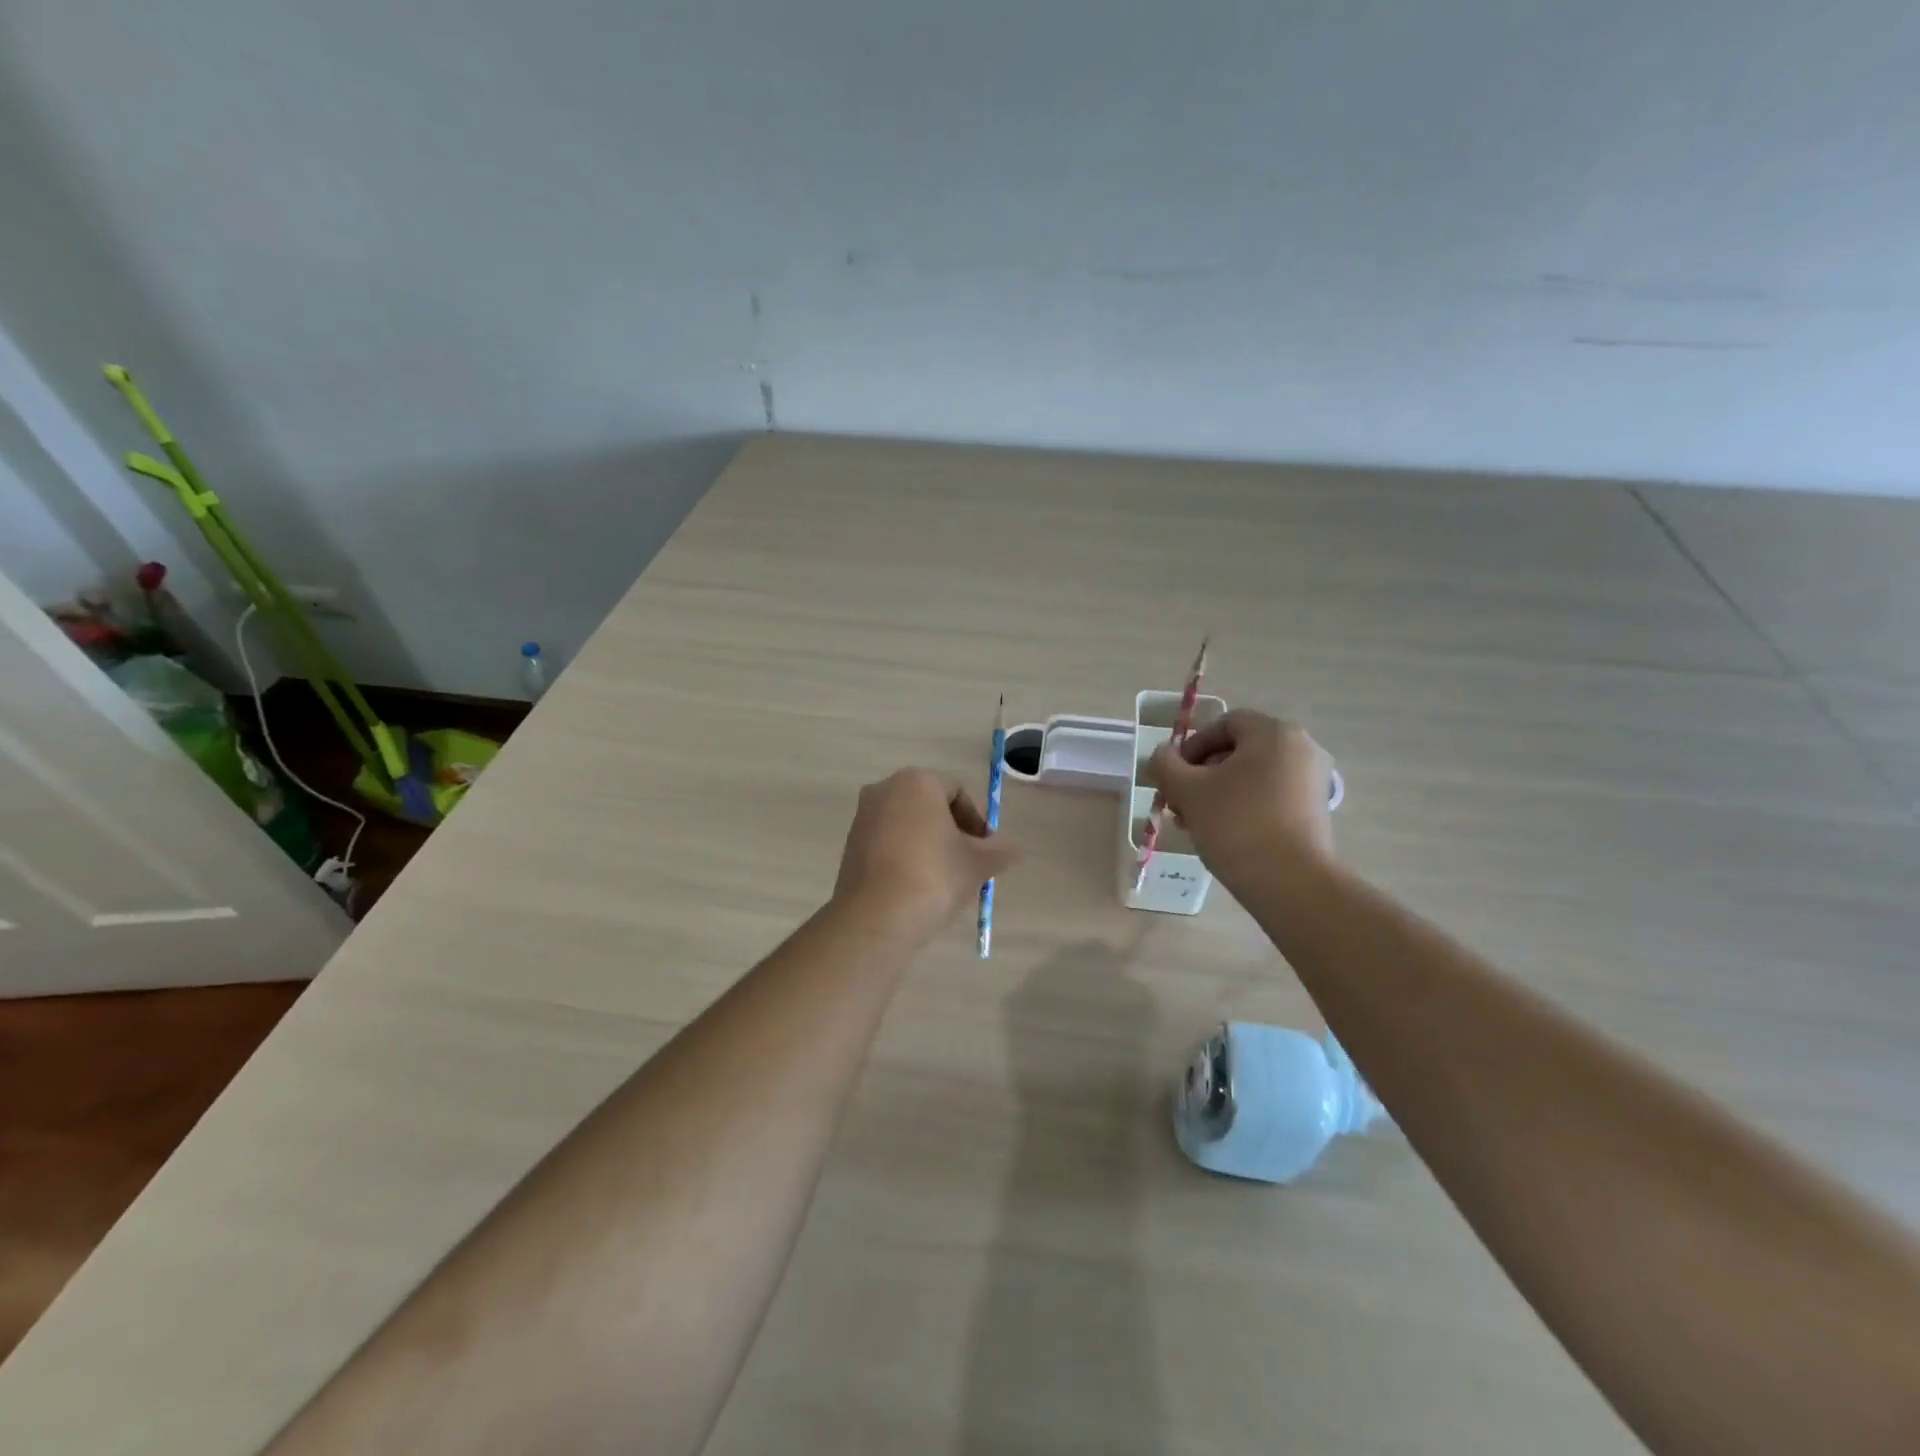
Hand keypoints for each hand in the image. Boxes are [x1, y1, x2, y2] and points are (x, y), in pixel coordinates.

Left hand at [833, 769, 1019, 933]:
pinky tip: (919, 888)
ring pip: (908, 826)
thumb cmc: (934, 876)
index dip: (977, 821)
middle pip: (930, 807)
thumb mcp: (977, 864)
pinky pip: (888, 844)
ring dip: (930, 846)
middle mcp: (884, 790)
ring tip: (946, 881)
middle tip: (969, 864)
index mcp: (916, 782)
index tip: (985, 851)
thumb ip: (1000, 852)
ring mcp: (863, 818)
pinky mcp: (850, 846)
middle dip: (953, 833)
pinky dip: (906, 858)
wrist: (877, 917)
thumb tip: (1016, 850)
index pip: (957, 792)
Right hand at [1144, 710, 1334, 881]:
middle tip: (1180, 802)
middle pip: (1239, 751)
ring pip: (1253, 776)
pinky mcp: (1315, 812)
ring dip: (1219, 793)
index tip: (1174, 776)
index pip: (1225, 723)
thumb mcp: (1188, 791)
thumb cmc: (1236, 824)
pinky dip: (1243, 807)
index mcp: (1274, 733)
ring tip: (1195, 822)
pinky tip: (1222, 834)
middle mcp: (1301, 749)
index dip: (1192, 746)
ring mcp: (1313, 781)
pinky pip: (1270, 796)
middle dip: (1202, 774)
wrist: (1291, 883)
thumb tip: (1162, 756)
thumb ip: (1166, 765)